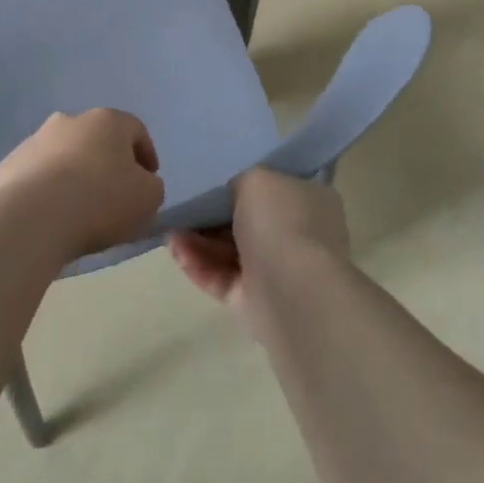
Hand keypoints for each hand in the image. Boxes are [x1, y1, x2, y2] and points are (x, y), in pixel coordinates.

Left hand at [0, 109, 163, 259]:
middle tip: (112, 195)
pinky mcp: (8, 165)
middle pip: (96, 139)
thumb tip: (140, 183)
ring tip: (77, 210)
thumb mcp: (148, 197)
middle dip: (106, 162)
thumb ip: (151, 185)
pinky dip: (45, 191)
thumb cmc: (100, 201)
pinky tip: (48, 217)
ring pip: (62, 155)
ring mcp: (34, 141)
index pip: (135, 130)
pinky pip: (35, 176)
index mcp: (106, 121)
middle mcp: (69, 121)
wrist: (33, 219)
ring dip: (72, 174)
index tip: (148, 181)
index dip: (146, 155)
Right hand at [167, 169, 348, 335]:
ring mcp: (280, 271)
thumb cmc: (282, 222)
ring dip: (199, 241)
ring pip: (232, 252)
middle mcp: (300, 235)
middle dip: (213, 216)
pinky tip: (175, 250)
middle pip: (249, 221)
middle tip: (183, 206)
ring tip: (170, 231)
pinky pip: (224, 278)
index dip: (244, 184)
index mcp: (312, 200)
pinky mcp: (258, 302)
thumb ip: (241, 181)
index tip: (213, 181)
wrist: (295, 293)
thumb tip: (233, 194)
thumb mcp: (258, 179)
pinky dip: (200, 265)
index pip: (276, 187)